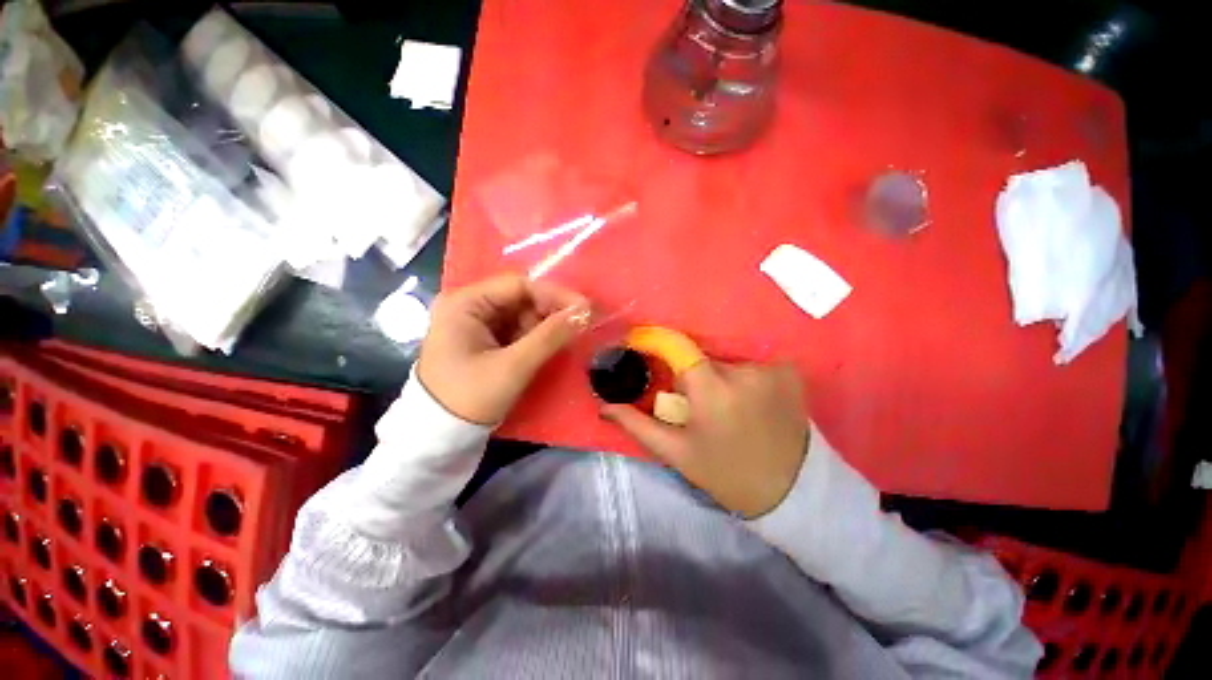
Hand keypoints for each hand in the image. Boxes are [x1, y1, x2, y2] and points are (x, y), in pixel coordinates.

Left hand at [418, 274, 589, 424]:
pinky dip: (537, 337)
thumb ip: (550, 336)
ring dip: (546, 325)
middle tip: (582, 324)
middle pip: (521, 298)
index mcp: (465, 303)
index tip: (585, 308)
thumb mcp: (513, 367)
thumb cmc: (470, 398)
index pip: (518, 285)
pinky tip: (552, 345)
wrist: (441, 436)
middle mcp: (469, 306)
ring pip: (522, 315)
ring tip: (569, 337)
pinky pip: (517, 330)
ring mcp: (476, 323)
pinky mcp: (484, 340)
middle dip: (552, 311)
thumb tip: (586, 312)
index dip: (554, 294)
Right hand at [601, 362, 809, 518]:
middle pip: (703, 356)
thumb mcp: (676, 452)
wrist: (790, 491)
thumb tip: (603, 407)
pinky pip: (752, 361)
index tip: (643, 345)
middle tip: (693, 399)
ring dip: (718, 375)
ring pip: (727, 359)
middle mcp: (743, 371)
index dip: (657, 343)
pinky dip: (744, 374)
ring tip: (724, 404)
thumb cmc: (725, 473)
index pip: (677, 347)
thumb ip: (637, 425)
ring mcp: (771, 368)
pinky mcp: (790, 371)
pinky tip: (749, 399)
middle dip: (692, 372)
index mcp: (712, 391)